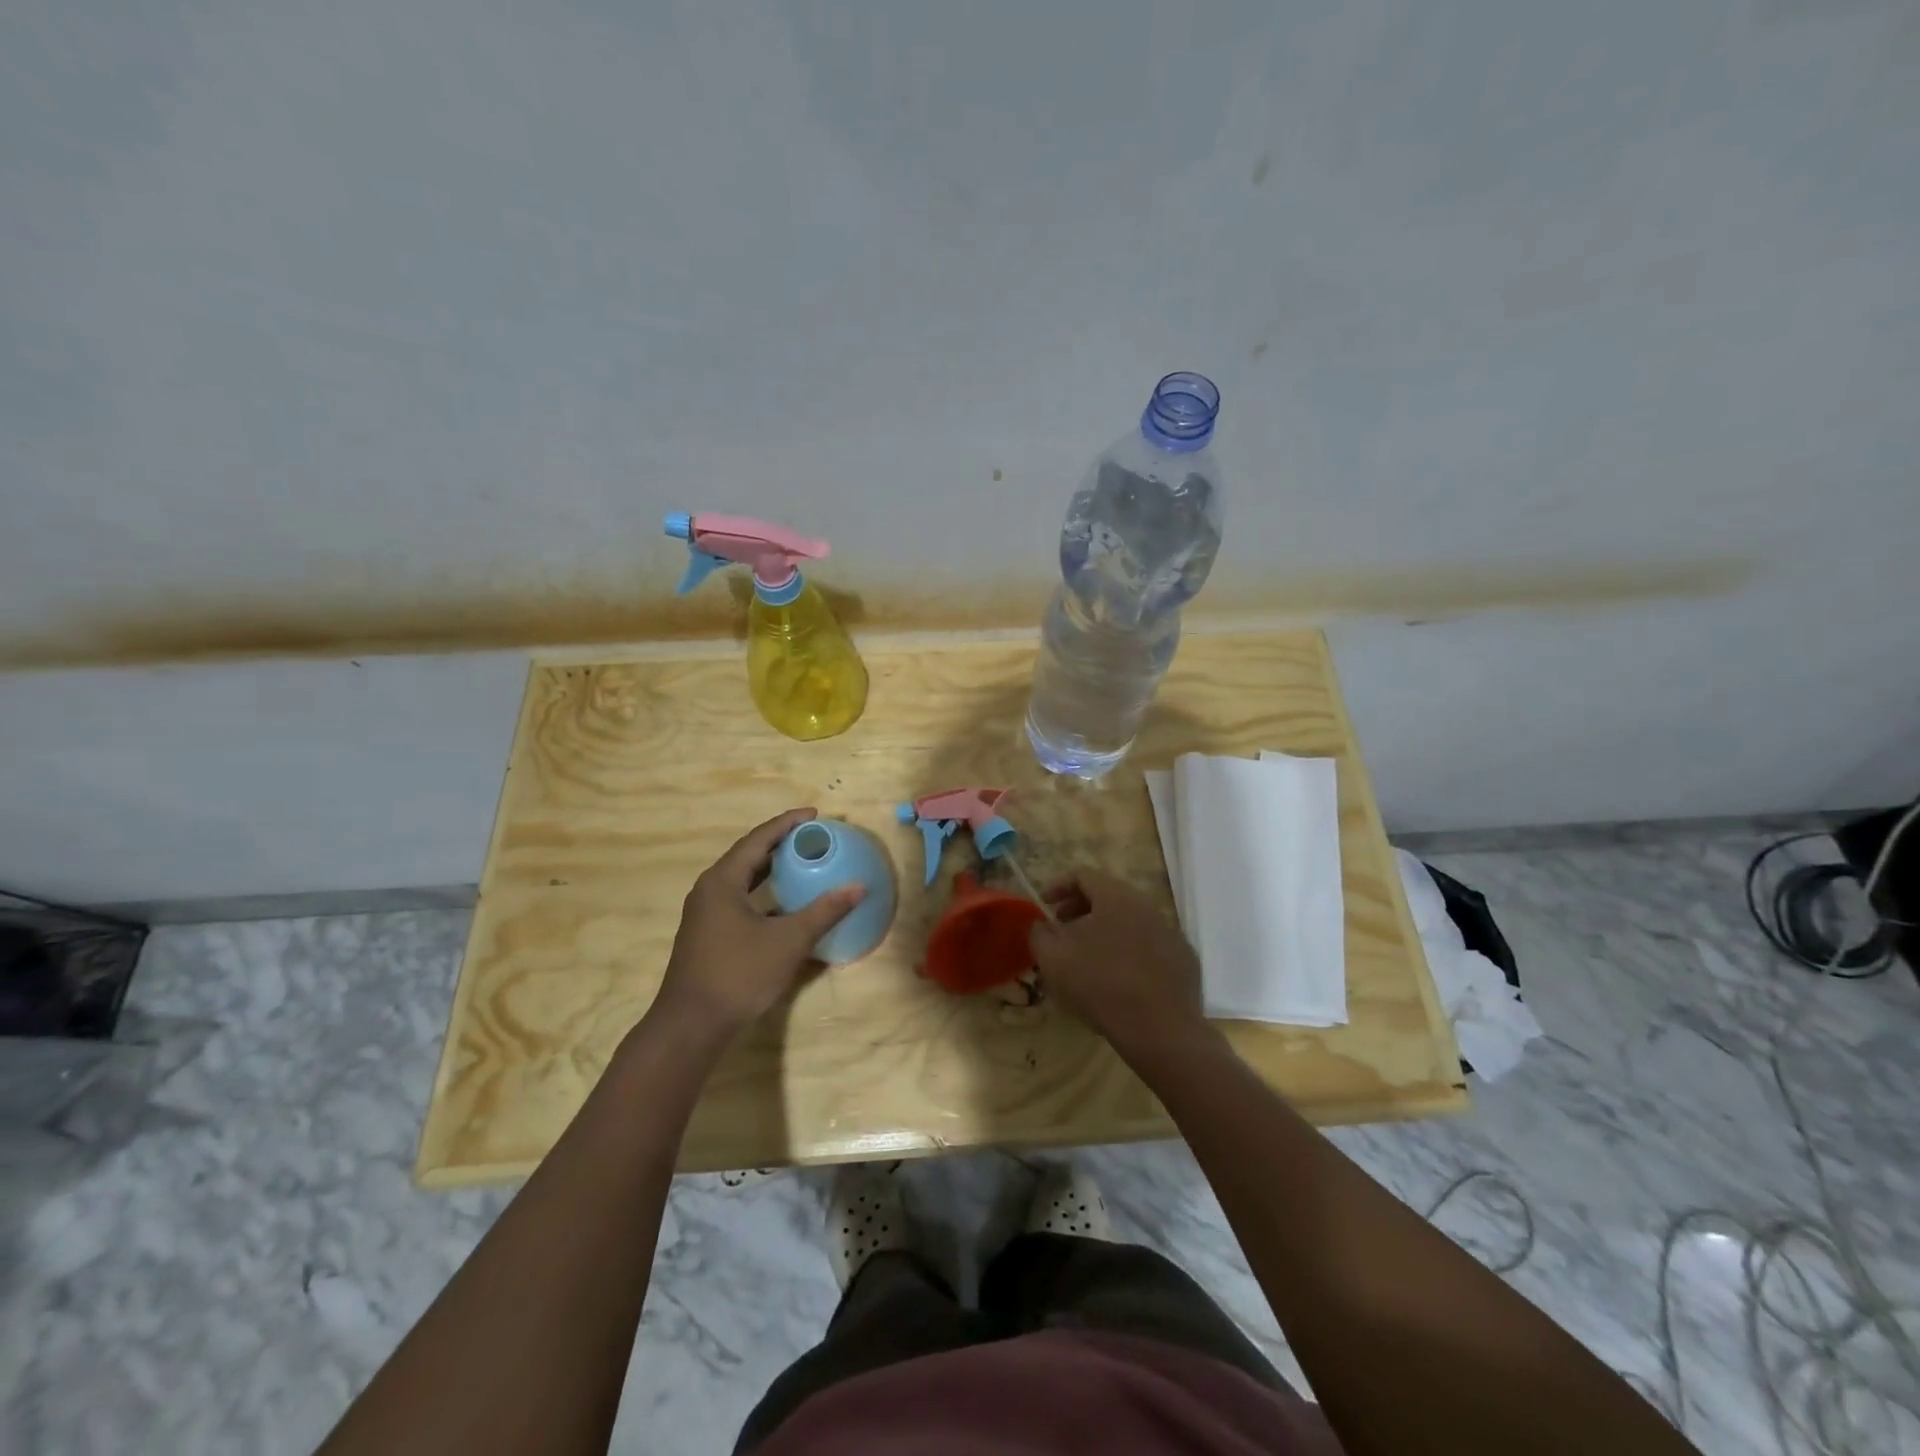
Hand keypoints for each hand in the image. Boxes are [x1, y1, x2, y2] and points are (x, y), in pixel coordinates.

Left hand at [653, 808, 863, 1034]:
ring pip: (743, 879)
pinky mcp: (708, 933)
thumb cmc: (738, 975)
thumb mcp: (788, 941)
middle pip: (748, 855)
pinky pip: (740, 899)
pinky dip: (763, 892)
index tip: (815, 815)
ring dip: (771, 868)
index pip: (758, 839)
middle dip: (780, 843)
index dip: (787, 824)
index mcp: (723, 881)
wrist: (691, 1025)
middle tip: (812, 837)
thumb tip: (858, 887)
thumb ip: (824, 912)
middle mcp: (710, 890)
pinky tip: (784, 903)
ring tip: (802, 862)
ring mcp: (706, 913)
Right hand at [1029, 870, 1209, 1062]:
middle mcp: (1146, 906)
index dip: (1058, 885)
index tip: (1043, 905)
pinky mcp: (1183, 958)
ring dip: (1105, 928)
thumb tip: (1041, 925)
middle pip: (1108, 894)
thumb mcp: (1054, 960)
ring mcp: (1169, 931)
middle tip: (1062, 927)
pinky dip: (1129, 949)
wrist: (1161, 1031)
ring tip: (1088, 954)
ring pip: (1130, 919)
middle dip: (1080, 907)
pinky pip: (1149, 943)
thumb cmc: (1101, 986)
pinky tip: (1120, 976)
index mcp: (1116, 897)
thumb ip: (1040, 934)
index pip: (1083, 875)